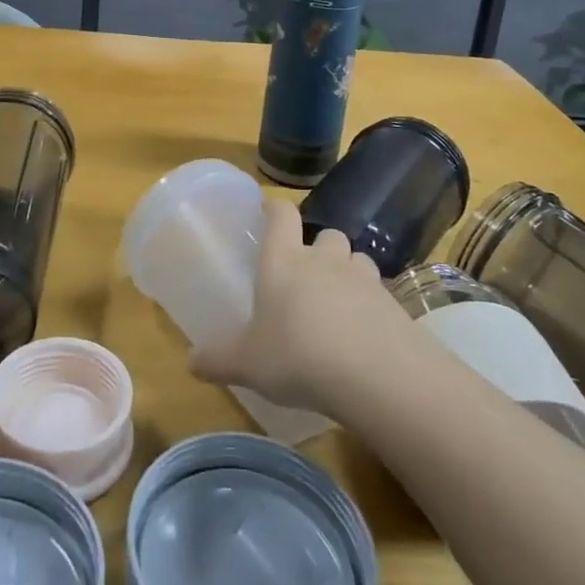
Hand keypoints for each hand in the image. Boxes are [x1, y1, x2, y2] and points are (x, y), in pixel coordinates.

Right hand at [188, 198, 412, 414]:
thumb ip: (219, 359)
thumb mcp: (248, 364)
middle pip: (325, 233)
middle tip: (307, 276)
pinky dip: (372, 305)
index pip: (281, 215)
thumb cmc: (298, 356)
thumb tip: (191, 362)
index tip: (269, 213)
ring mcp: (363, 278)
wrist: (376, 375)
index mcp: (284, 260)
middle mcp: (324, 259)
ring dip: (348, 272)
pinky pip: (380, 293)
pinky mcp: (394, 303)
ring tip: (339, 303)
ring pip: (356, 258)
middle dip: (318, 248)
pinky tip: (364, 335)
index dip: (275, 209)